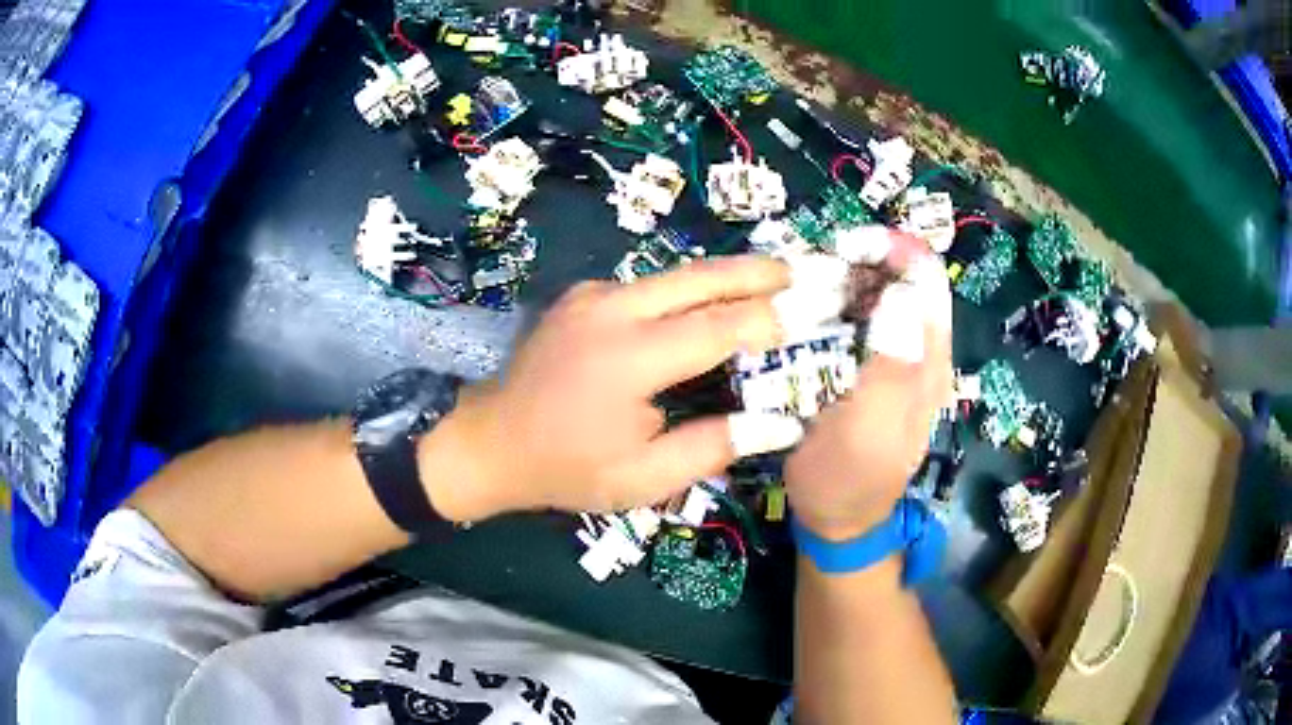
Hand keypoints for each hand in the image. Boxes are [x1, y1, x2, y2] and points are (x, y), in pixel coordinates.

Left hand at [426, 256, 791, 520]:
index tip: (813, 313)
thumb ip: (714, 446)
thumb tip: (781, 423)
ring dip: (724, 277)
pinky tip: (709, 303)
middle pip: (699, 278)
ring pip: (674, 276)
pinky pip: (647, 287)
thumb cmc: (568, 468)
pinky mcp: (582, 296)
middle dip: (756, 272)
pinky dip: (687, 291)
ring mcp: (592, 295)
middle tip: (802, 270)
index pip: (719, 326)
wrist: (491, 441)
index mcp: (628, 358)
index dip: (771, 319)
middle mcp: (611, 310)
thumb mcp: (644, 478)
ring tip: (771, 280)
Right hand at [785, 242, 952, 540]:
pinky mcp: (881, 372)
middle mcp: (924, 354)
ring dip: (855, 278)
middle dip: (869, 259)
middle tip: (819, 265)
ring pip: (889, 296)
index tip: (844, 248)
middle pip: (909, 280)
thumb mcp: (866, 429)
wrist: (839, 522)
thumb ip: (891, 367)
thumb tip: (904, 296)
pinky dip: (846, 303)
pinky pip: (870, 320)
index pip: (927, 279)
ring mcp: (904, 362)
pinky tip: (817, 310)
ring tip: (812, 281)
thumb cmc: (846, 480)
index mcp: (929, 362)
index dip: (894, 250)